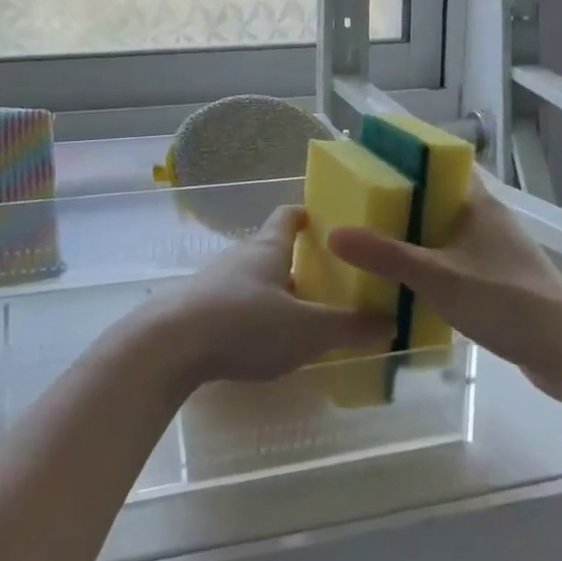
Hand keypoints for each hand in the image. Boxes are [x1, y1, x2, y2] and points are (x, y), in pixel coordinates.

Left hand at [150, 206, 393, 386]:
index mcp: (268, 248)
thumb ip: (349, 327)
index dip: (308, 215)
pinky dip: (255, 316)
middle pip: (273, 250)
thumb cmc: (245, 323)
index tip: (328, 221)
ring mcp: (216, 282)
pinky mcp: (198, 309)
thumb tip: (391, 321)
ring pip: (255, 280)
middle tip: (331, 282)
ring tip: (304, 318)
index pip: (289, 216)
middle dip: (300, 264)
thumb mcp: (307, 330)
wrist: (170, 345)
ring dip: (277, 293)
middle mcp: (241, 256)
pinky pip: (236, 305)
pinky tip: (265, 343)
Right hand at [327, 179, 561, 399]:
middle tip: (361, 210)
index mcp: (479, 204)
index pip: (442, 165)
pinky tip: (409, 284)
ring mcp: (497, 252)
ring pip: (447, 234)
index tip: (373, 164)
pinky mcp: (501, 282)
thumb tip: (333, 232)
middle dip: (403, 203)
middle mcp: (488, 220)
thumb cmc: (505, 299)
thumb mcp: (437, 276)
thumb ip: (386, 255)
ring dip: (417, 238)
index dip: (409, 160)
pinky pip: (456, 262)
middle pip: (439, 200)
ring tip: (375, 245)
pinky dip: (433, 266)